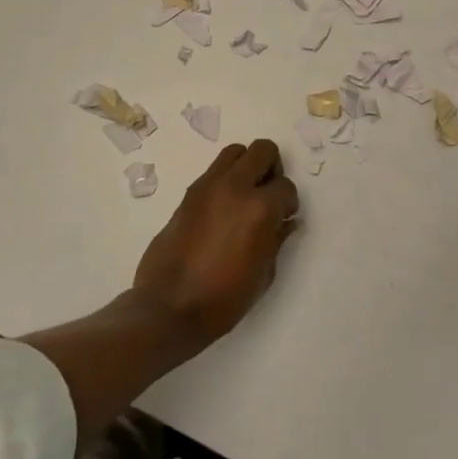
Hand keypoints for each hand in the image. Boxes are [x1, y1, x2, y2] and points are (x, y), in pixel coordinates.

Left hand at [132, 139, 299, 349]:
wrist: (169, 308)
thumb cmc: (224, 299)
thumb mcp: (264, 274)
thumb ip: (277, 239)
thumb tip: (286, 222)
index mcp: (260, 208)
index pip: (286, 186)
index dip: (288, 203)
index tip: (284, 218)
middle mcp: (235, 187)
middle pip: (263, 150)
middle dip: (272, 169)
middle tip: (268, 195)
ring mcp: (208, 187)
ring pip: (235, 152)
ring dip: (246, 167)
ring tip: (245, 195)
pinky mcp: (188, 194)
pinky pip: (214, 171)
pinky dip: (225, 180)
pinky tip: (223, 209)